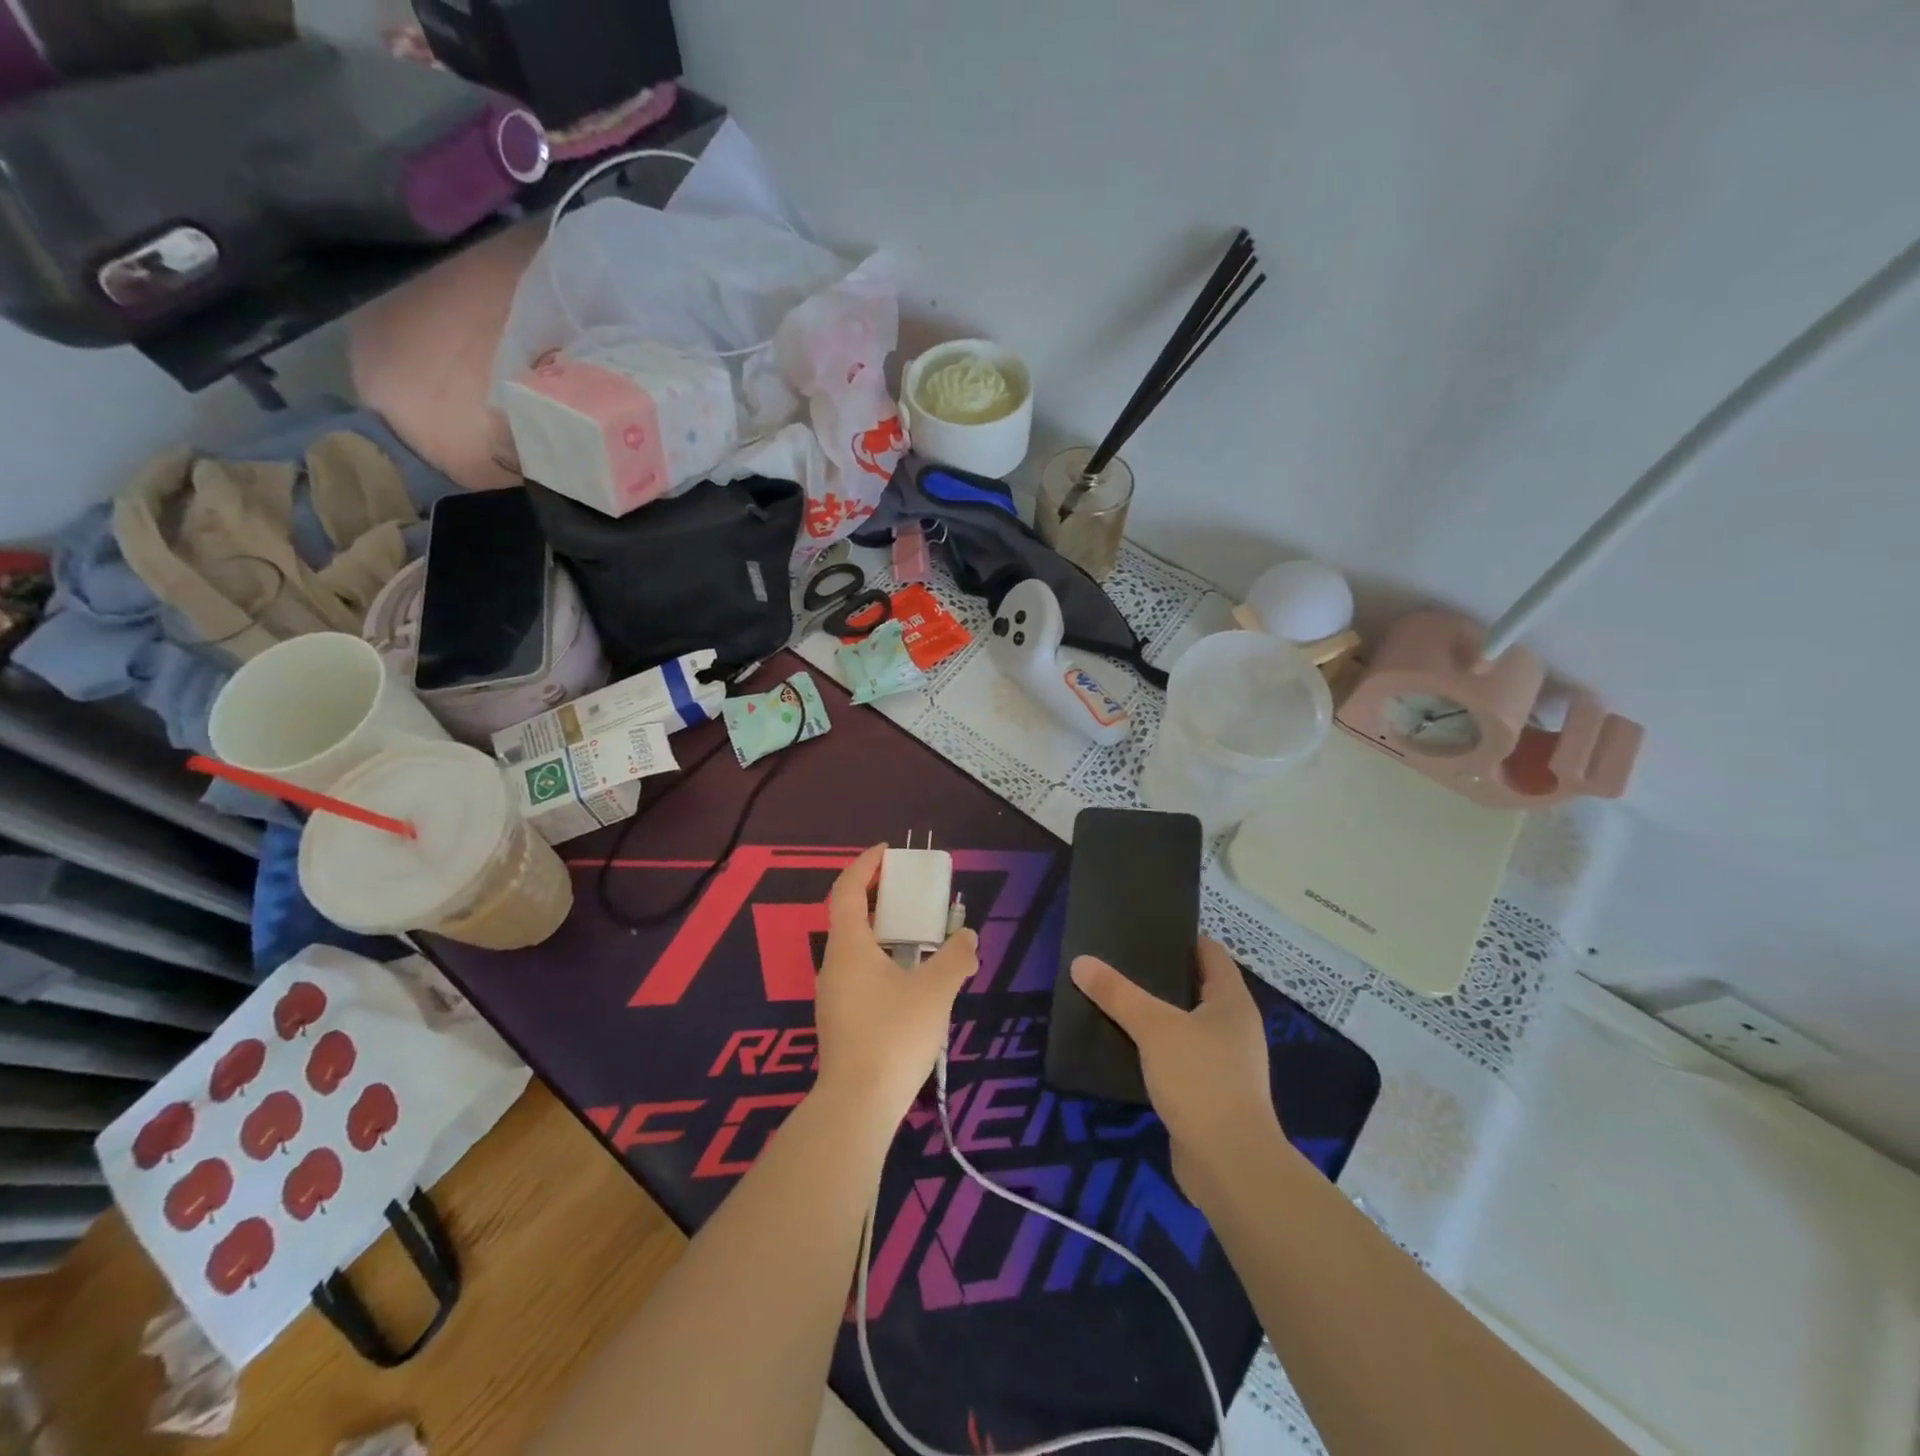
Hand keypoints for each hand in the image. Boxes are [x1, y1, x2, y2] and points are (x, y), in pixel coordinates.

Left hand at [814, 845, 977, 1126]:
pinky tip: (911, 981)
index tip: (887, 852)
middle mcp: (834, 965)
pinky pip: (860, 974)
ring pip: (856, 949)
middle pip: (849, 917)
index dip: (864, 866)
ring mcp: (833, 995)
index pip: (847, 891)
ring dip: (882, 933)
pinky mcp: (840, 1021)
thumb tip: (968, 937)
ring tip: (919, 935)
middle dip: (877, 897)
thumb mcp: (936, 992)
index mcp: (849, 947)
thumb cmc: (893, 1036)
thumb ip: (956, 958)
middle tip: (909, 891)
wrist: (857, 1106)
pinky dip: (882, 961)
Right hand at [1070, 938, 1280, 1205]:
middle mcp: (1233, 1027)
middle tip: (1117, 961)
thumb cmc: (1200, 1079)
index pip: (1209, 952)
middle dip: (1159, 975)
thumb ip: (1117, 993)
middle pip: (1195, 987)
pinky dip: (1155, 1049)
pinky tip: (1124, 1046)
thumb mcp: (1153, 1027)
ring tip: (1114, 1000)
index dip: (1180, 937)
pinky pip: (1178, 1057)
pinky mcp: (1209, 1093)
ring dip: (1154, 1014)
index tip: (1143, 928)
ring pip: (1184, 1024)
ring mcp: (1224, 1062)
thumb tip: (1081, 961)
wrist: (1229, 1164)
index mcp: (1231, 1001)